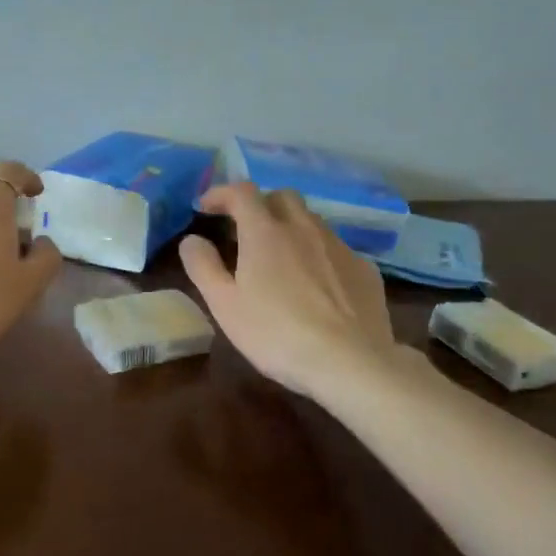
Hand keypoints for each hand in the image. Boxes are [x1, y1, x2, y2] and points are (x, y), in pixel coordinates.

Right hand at [179, 182, 398, 399]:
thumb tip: (191, 240)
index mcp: (265, 232)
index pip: (241, 192)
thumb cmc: (276, 333)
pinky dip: (318, 254)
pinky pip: (335, 249)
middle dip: (260, 204)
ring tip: (281, 257)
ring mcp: (339, 246)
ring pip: (311, 220)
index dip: (221, 193)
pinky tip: (317, 284)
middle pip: (282, 197)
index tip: (205, 207)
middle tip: (245, 229)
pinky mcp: (364, 269)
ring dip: (291, 227)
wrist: (349, 363)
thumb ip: (203, 267)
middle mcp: (304, 228)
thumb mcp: (224, 305)